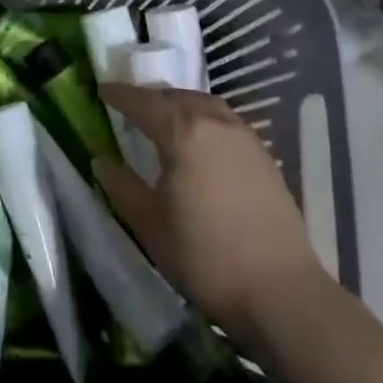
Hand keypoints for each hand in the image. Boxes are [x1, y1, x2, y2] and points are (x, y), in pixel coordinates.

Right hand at [95, 83, 324, 340]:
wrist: (281, 292)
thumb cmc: (205, 258)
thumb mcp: (150, 225)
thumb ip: (122, 187)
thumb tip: (102, 161)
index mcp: (183, 132)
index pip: (143, 102)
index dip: (120, 95)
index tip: (102, 90)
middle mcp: (215, 123)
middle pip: (176, 97)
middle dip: (151, 98)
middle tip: (130, 106)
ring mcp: (244, 138)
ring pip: (204, 105)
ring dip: (180, 105)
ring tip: (164, 119)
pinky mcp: (264, 157)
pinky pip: (224, 121)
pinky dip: (203, 119)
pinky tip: (199, 142)